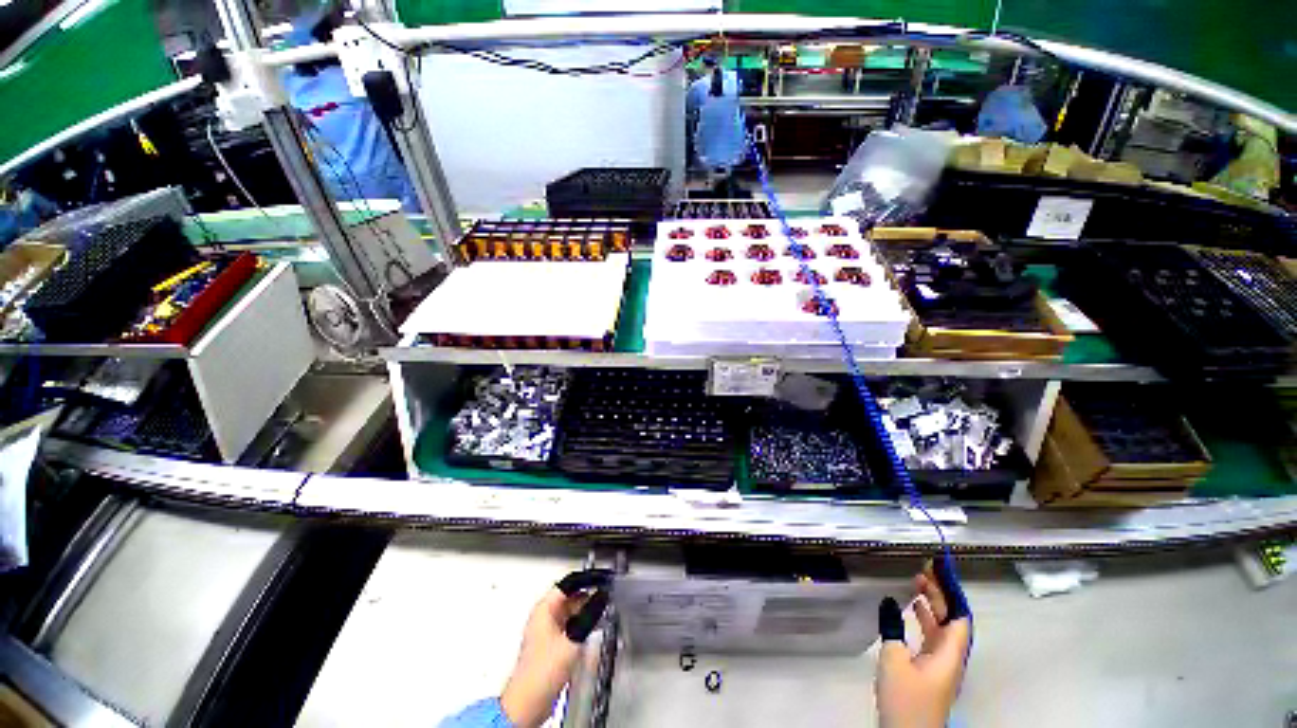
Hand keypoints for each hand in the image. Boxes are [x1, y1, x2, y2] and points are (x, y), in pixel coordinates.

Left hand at [500, 571, 609, 727]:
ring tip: (601, 610)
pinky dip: (581, 623)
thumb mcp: (572, 639)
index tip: (602, 579)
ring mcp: (546, 631)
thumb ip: (589, 616)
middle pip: (570, 596)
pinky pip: (569, 625)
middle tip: (604, 596)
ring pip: (570, 611)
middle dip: (588, 595)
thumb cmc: (541, 672)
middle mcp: (544, 616)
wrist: (528, 702)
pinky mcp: (551, 645)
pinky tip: (591, 629)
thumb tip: (601, 597)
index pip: (568, 583)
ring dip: (585, 610)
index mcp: (544, 608)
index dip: (586, 579)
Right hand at [875, 557, 971, 727]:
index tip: (940, 569)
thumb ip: (891, 628)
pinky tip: (910, 611)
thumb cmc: (905, 698)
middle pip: (951, 620)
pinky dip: (923, 620)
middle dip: (940, 595)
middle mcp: (949, 657)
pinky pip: (932, 637)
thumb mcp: (893, 660)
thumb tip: (888, 602)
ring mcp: (940, 665)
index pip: (959, 617)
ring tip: (916, 585)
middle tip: (923, 571)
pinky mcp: (929, 671)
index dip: (951, 592)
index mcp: (948, 654)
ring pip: (941, 628)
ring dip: (931, 606)